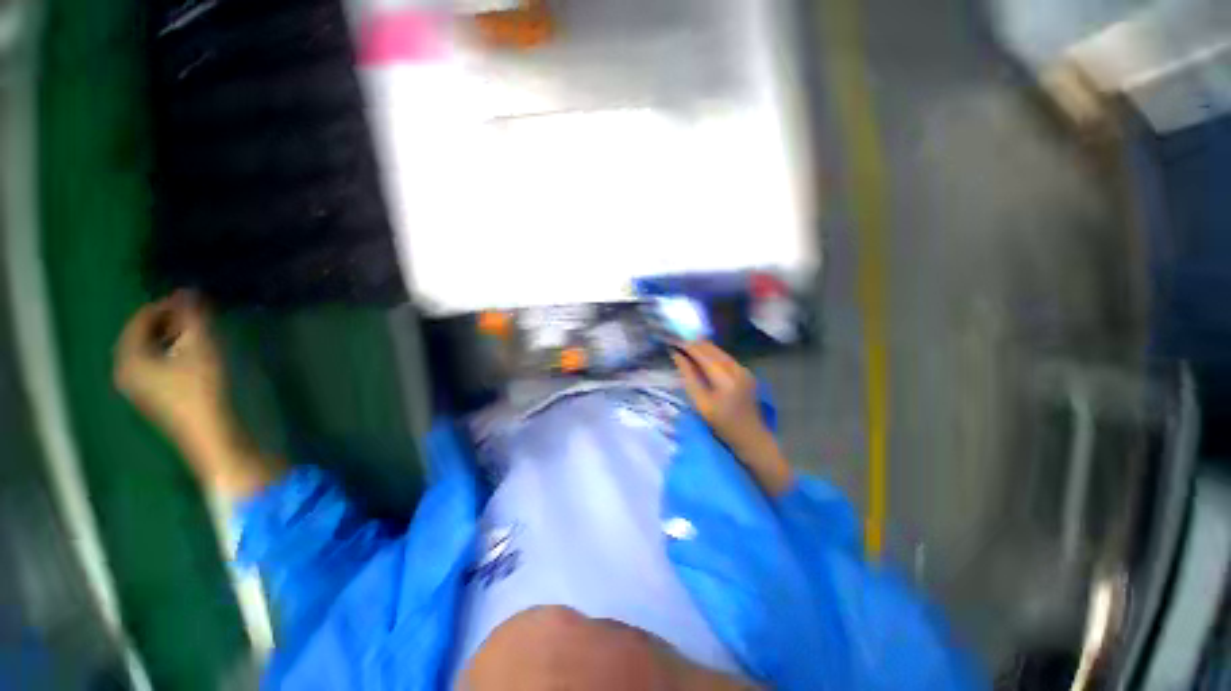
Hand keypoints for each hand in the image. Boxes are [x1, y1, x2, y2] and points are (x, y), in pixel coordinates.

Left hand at [114, 291, 279, 494]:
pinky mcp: (151, 395)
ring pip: (147, 349)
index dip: (165, 306)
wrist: (208, 432)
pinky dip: (168, 350)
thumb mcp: (200, 349)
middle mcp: (125, 369)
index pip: (140, 319)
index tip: (192, 300)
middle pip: (141, 334)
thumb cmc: (201, 389)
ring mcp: (136, 385)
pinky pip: (152, 362)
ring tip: (195, 331)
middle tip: (195, 314)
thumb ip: (194, 319)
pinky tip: (189, 353)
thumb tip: (190, 292)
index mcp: (129, 357)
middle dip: (167, 321)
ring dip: (169, 335)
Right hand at [670, 341, 793, 495]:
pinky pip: (725, 357)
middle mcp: (737, 368)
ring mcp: (744, 369)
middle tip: (677, 343)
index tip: (672, 341)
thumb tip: (677, 356)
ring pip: (719, 351)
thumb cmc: (722, 425)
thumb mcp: (700, 403)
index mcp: (725, 378)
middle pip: (712, 348)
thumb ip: (688, 377)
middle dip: (694, 344)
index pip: (703, 354)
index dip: (686, 346)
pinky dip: (711, 355)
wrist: (751, 436)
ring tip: (685, 348)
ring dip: (702, 348)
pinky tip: (701, 358)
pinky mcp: (745, 371)